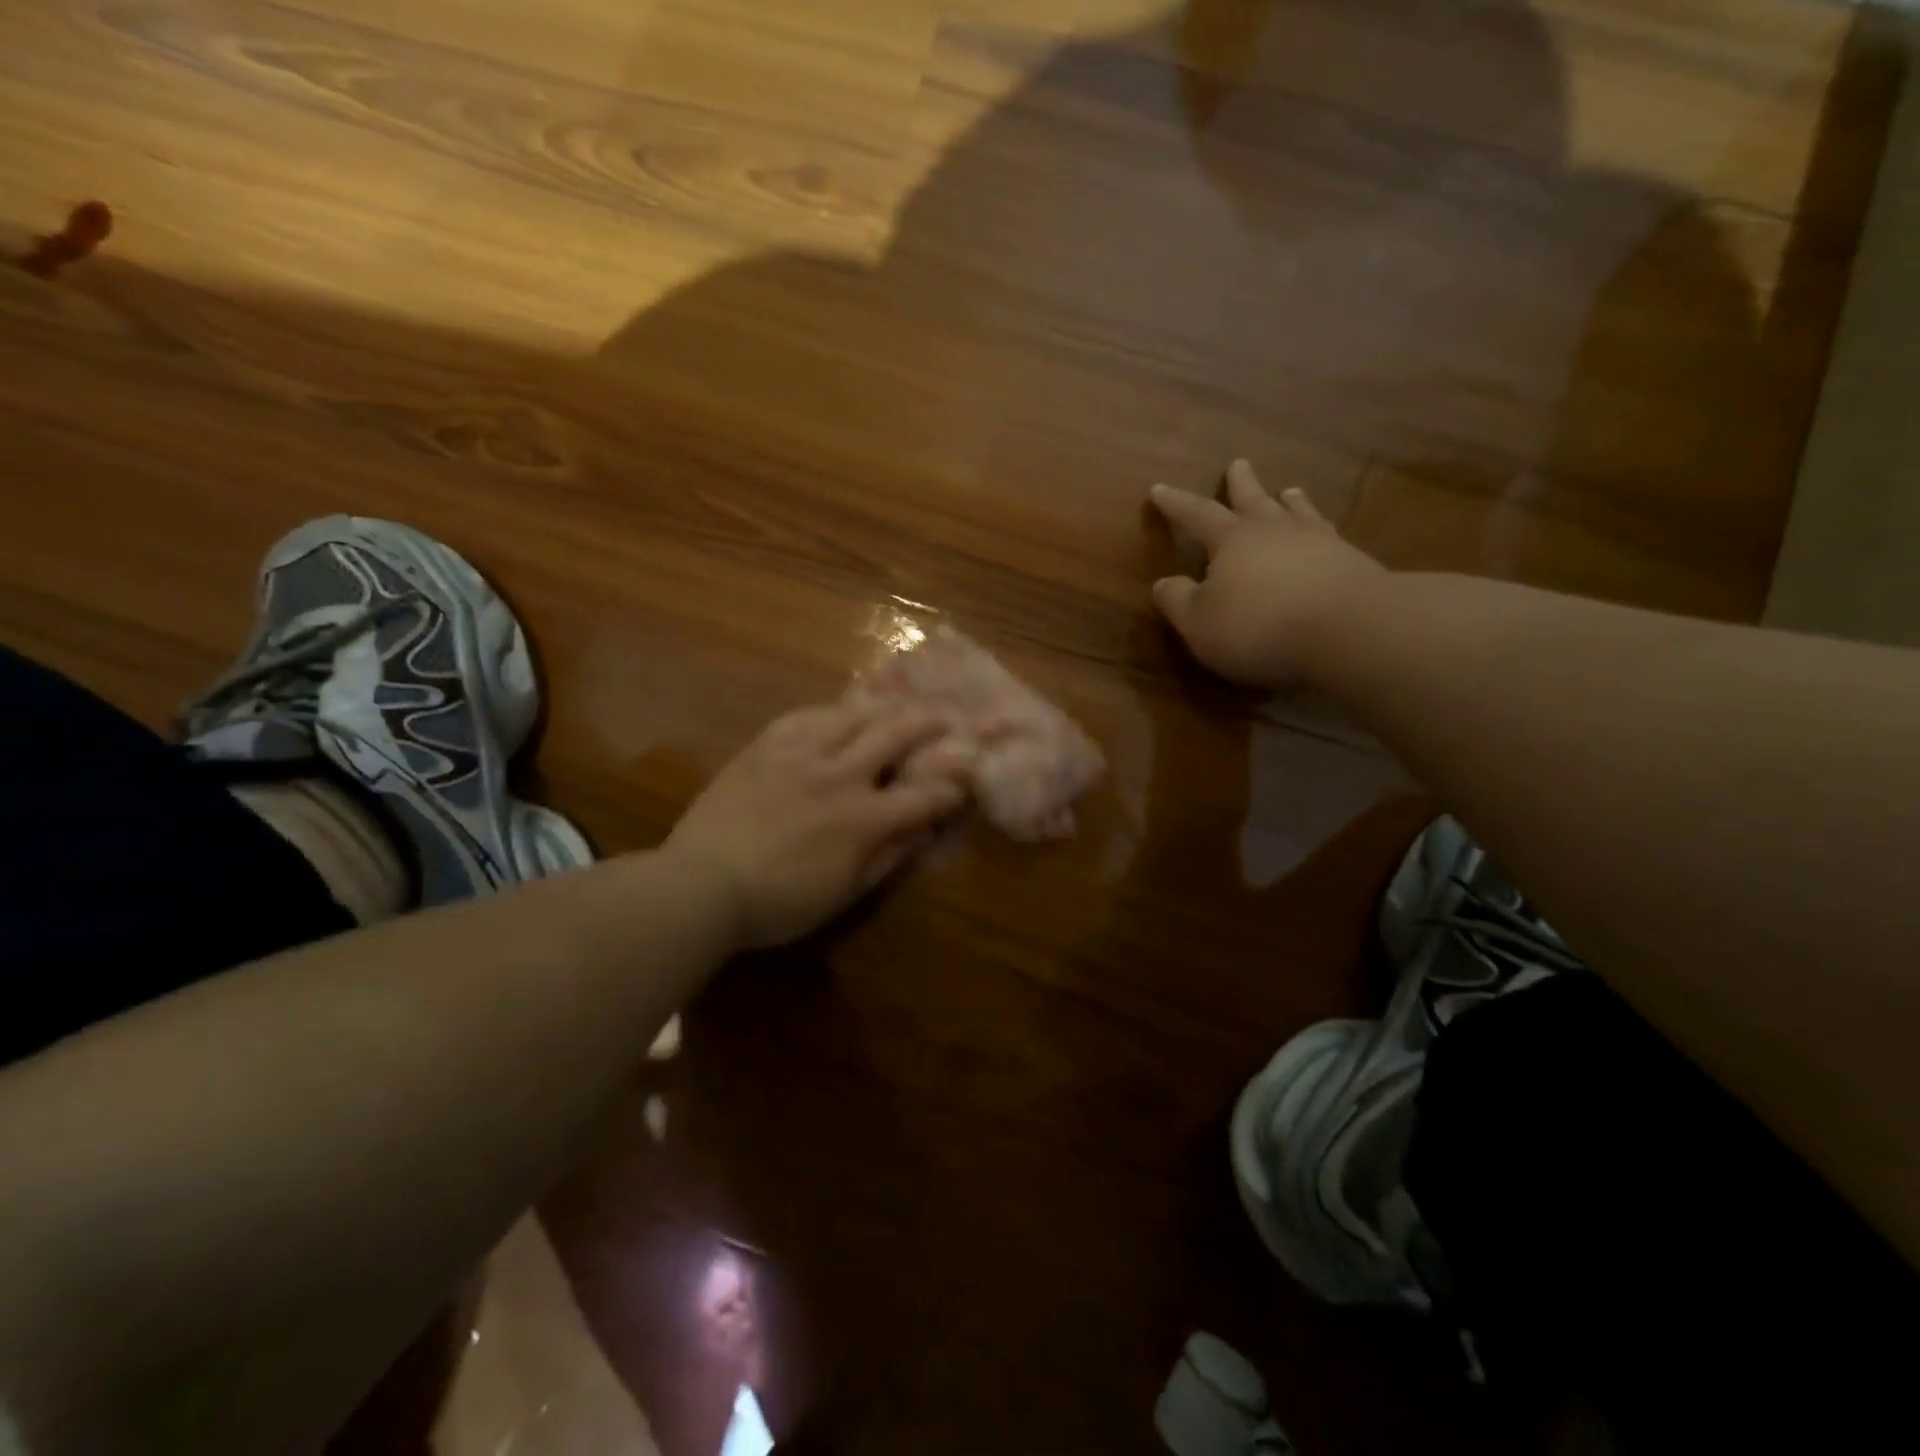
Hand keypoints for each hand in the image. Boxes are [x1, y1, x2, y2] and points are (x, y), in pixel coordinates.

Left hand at [664, 698, 969, 948]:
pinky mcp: (766, 746)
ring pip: (852, 714)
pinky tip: (837, 713)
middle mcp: (840, 775)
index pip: (923, 794)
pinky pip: (804, 715)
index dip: (950, 785)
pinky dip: (830, 711)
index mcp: (864, 818)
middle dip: (928, 724)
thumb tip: (923, 831)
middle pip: (895, 734)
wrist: (701, 885)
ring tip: (896, 705)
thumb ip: (888, 858)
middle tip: (945, 717)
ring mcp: (800, 754)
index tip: (964, 778)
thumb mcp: (844, 893)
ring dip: (883, 707)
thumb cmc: (778, 903)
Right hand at [1147, 460, 1385, 686]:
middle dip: (1241, 484)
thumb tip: (1163, 583)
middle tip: (1239, 463)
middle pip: (1253, 500)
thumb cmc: (1258, 626)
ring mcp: (1318, 542)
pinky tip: (1326, 534)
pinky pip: (1329, 536)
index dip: (1176, 504)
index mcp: (1231, 540)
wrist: (1348, 629)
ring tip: (1289, 491)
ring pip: (1297, 512)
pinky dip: (1320, 530)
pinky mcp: (1351, 562)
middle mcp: (1274, 530)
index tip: (1159, 489)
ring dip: (1289, 501)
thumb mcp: (1199, 622)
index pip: (1197, 514)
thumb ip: (1177, 600)